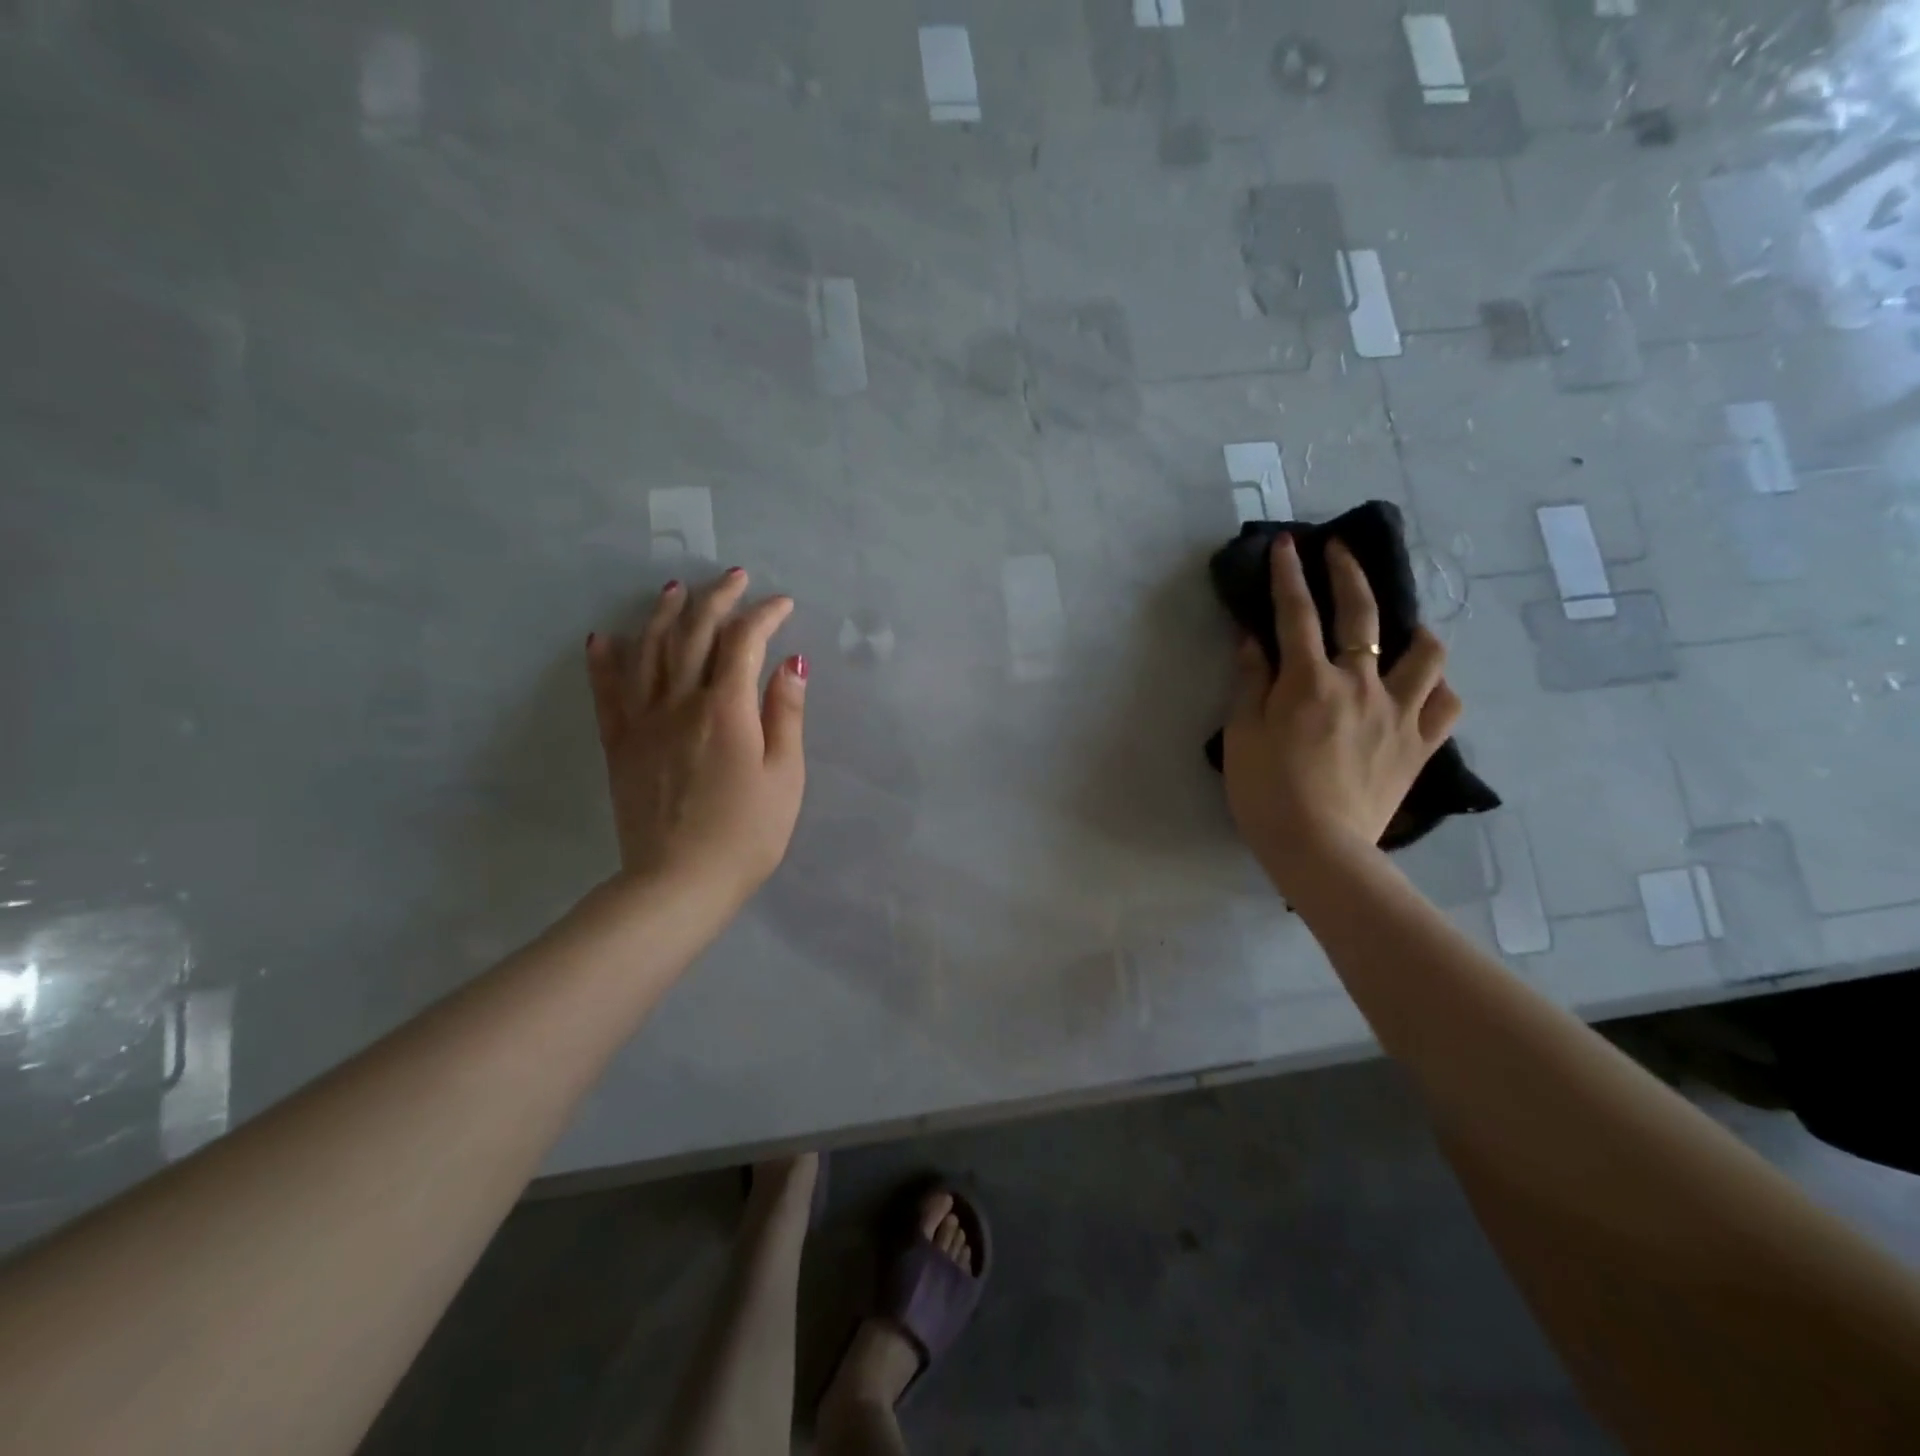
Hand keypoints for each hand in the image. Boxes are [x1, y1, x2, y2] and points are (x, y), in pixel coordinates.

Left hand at [586, 569, 807, 907]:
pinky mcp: (618, 744)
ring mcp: (643, 720)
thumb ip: (786, 715)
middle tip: (734, 577)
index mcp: (727, 709)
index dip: (764, 615)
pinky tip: (604, 637)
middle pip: (695, 633)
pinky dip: (605, 660)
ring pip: (648, 651)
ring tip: (675, 589)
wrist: (678, 883)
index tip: (783, 604)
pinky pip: (607, 692)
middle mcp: (681, 702)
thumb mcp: (785, 776)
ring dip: (663, 614)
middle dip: (717, 598)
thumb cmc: (747, 834)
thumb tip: (791, 662)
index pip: (744, 641)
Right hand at [1222, 535, 1460, 892]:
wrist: (1319, 848)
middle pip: (1362, 614)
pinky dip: (1437, 688)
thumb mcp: (1242, 734)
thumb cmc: (1267, 791)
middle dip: (1349, 574)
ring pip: (1426, 653)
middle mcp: (1360, 684)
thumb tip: (1252, 639)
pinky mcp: (1420, 745)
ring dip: (1413, 631)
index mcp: (1308, 681)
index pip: (1296, 613)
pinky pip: (1446, 704)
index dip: (1289, 574)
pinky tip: (1423, 689)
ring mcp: (1398, 713)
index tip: (1287, 544)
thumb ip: (1249, 682)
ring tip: (1403, 631)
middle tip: (1341, 550)